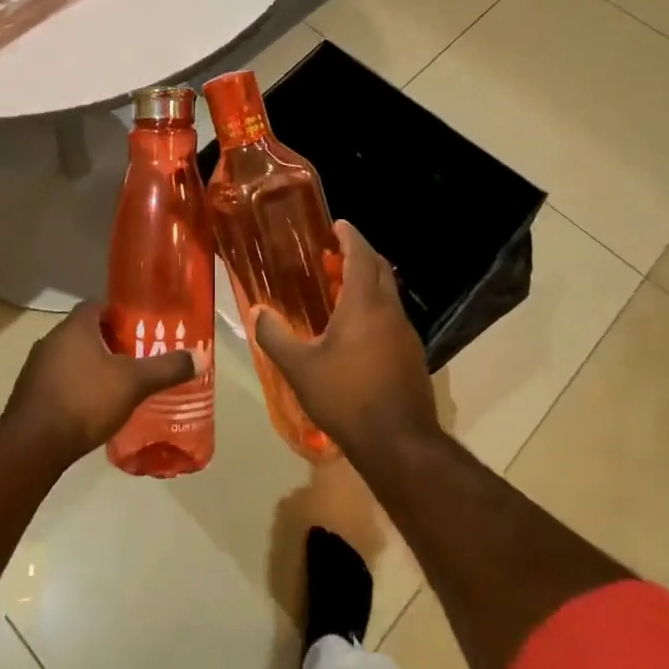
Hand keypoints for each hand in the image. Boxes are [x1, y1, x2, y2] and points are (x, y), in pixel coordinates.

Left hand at [1, 302, 196, 467]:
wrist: (33, 446)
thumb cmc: (85, 401)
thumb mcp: (134, 383)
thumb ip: (166, 368)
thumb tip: (200, 356)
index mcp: (75, 327)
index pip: (96, 305)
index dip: (117, 314)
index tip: (136, 329)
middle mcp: (51, 340)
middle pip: (83, 331)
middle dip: (106, 342)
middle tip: (132, 357)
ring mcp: (35, 368)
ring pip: (68, 357)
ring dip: (88, 366)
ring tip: (114, 384)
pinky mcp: (28, 394)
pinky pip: (56, 381)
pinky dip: (74, 387)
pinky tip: (90, 408)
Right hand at [252, 222, 439, 456]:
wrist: (399, 444)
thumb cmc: (346, 397)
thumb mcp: (300, 368)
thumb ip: (275, 336)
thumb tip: (256, 311)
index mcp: (365, 304)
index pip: (361, 255)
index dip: (350, 236)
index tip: (338, 224)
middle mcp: (390, 311)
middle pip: (379, 269)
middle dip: (360, 255)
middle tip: (334, 253)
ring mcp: (406, 334)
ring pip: (388, 294)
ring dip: (367, 283)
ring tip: (340, 289)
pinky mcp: (412, 356)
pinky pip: (392, 317)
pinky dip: (375, 308)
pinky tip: (356, 331)